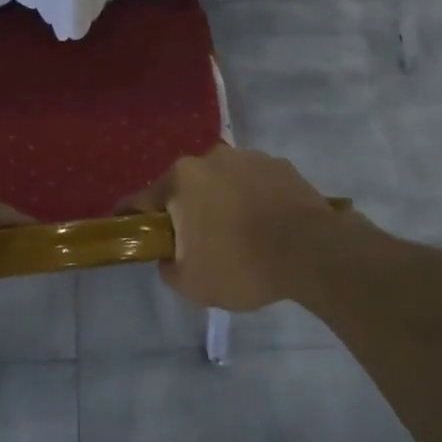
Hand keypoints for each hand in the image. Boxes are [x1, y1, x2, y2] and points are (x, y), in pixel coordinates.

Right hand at [121, 147, 351, 312]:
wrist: (312, 251)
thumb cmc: (242, 265)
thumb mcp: (191, 283)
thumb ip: (168, 266)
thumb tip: (170, 255)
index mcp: (182, 180)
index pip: (142, 200)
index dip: (132, 218)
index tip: (129, 230)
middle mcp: (211, 158)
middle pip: (186, 188)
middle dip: (186, 212)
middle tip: (196, 244)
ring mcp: (249, 157)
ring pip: (222, 183)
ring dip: (222, 203)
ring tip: (239, 236)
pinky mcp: (280, 165)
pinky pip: (254, 184)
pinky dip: (253, 200)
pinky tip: (266, 227)